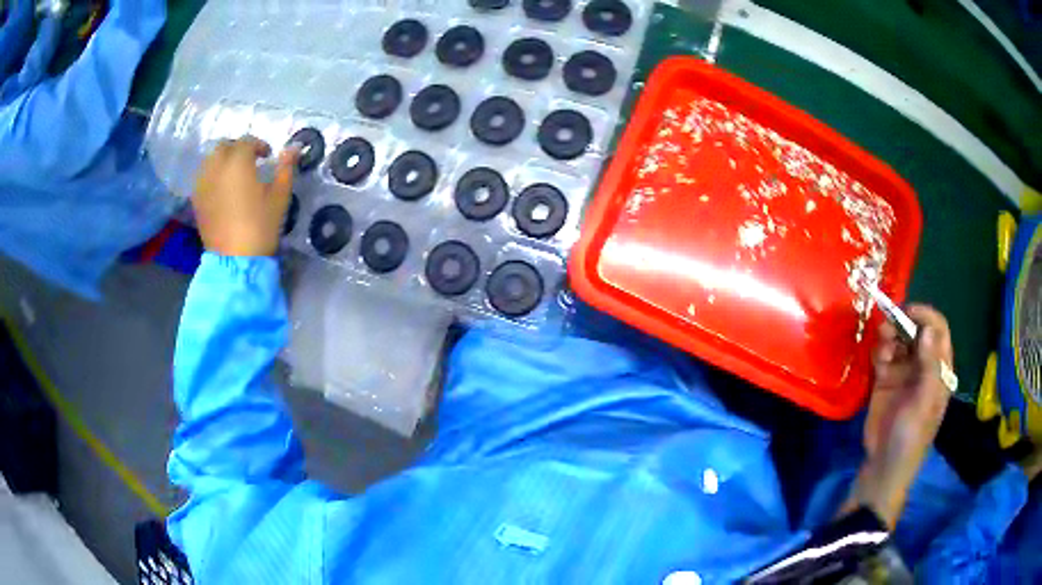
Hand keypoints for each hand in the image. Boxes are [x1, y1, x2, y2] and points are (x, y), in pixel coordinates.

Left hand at [192, 137, 299, 256]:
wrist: (236, 260)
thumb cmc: (261, 225)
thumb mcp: (280, 195)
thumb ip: (286, 167)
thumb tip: (294, 147)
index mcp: (238, 162)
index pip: (247, 142)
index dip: (259, 145)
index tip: (268, 156)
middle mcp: (217, 166)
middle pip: (224, 146)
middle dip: (237, 149)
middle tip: (249, 161)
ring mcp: (203, 183)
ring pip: (210, 160)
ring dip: (222, 160)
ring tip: (233, 174)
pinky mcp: (196, 200)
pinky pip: (203, 177)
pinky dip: (212, 175)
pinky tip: (222, 188)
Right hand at [842, 305, 953, 527]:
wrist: (883, 467)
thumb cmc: (910, 438)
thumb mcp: (924, 404)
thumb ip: (929, 367)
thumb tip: (927, 330)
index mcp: (939, 370)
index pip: (938, 331)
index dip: (925, 317)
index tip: (907, 311)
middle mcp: (923, 365)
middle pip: (917, 331)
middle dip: (904, 323)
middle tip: (888, 326)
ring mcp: (904, 372)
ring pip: (899, 339)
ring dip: (890, 335)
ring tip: (881, 343)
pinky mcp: (885, 379)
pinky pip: (884, 354)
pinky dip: (880, 350)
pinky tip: (877, 359)